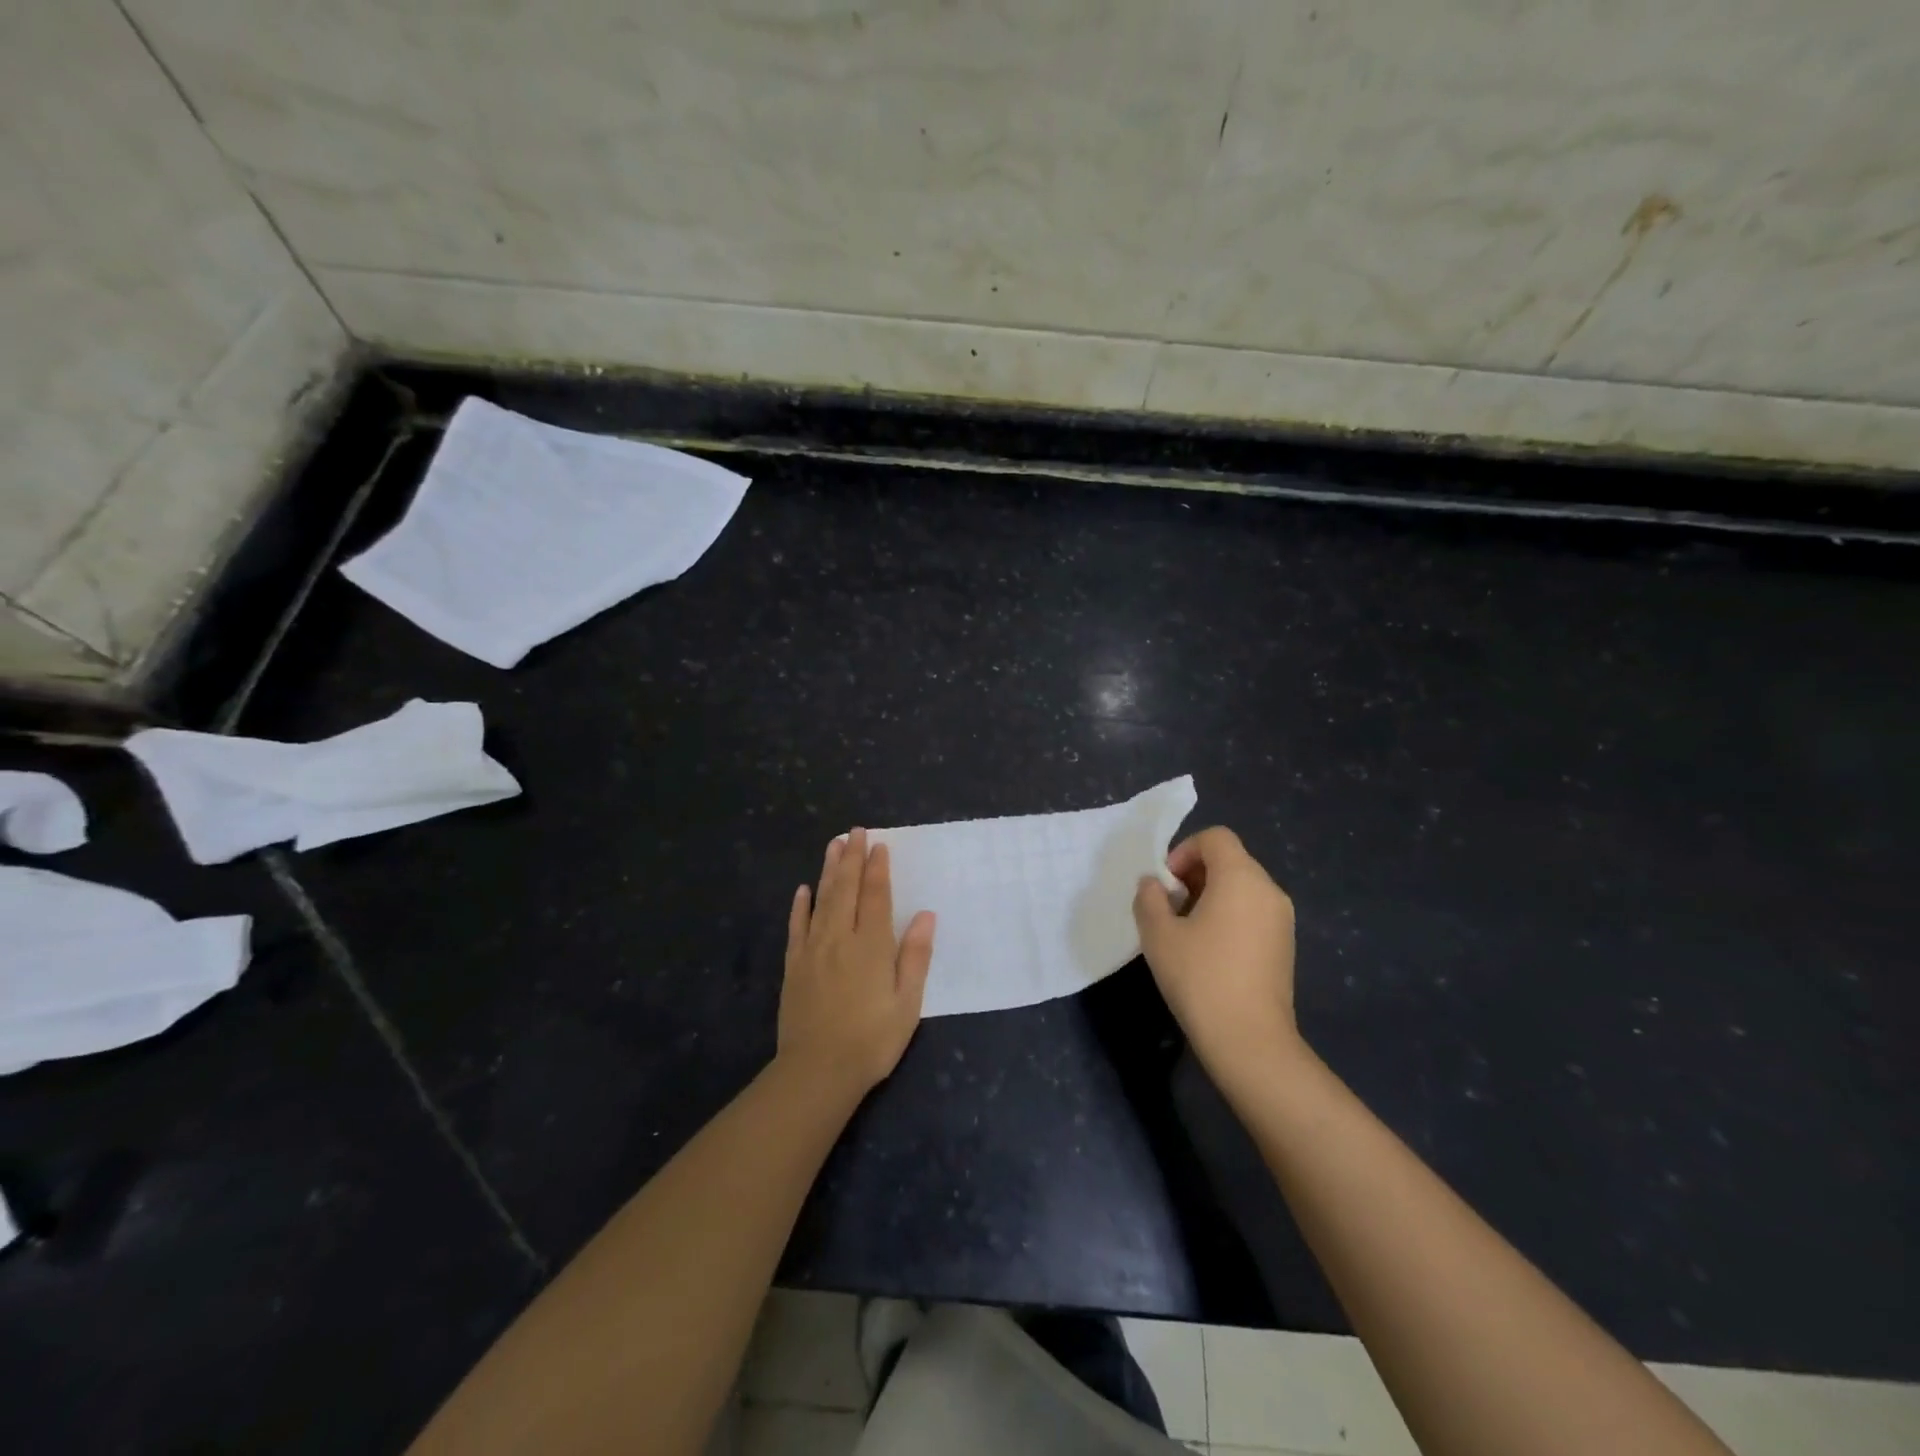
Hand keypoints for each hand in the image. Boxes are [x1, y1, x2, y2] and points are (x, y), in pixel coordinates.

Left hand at [778, 828, 935, 1098]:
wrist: (817, 1071)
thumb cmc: (872, 1039)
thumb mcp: (907, 1003)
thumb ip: (915, 956)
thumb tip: (925, 916)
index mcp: (871, 944)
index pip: (875, 895)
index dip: (877, 868)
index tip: (878, 844)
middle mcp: (840, 937)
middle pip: (846, 888)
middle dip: (852, 857)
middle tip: (854, 831)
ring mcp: (813, 949)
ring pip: (822, 899)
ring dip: (829, 870)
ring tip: (833, 845)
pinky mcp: (794, 965)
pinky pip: (797, 927)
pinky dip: (801, 905)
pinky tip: (803, 890)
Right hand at [1133, 827, 1302, 1080]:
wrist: (1250, 1040)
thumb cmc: (1200, 977)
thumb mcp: (1158, 934)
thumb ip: (1149, 898)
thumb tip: (1154, 884)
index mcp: (1241, 877)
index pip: (1215, 837)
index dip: (1184, 850)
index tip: (1165, 883)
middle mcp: (1269, 889)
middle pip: (1230, 859)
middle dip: (1195, 873)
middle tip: (1168, 905)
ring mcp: (1282, 919)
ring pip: (1242, 886)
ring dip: (1210, 895)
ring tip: (1185, 929)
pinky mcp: (1285, 945)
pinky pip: (1253, 911)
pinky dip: (1229, 915)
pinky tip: (1208, 949)